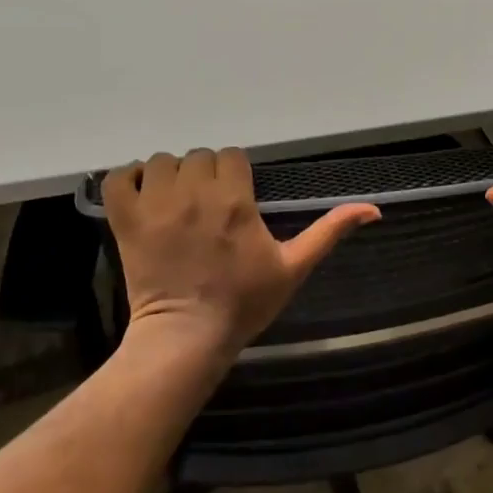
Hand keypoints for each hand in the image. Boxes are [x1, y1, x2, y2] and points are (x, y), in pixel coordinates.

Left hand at [102, 148, 379, 360]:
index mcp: (235, 201)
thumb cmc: (244, 303)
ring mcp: (156, 206)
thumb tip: (373, 208)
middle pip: (199, 156)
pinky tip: (143, 195)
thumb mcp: (293, 267)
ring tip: (177, 203)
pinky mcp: (126, 221)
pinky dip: (129, 180)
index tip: (236, 199)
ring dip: (171, 176)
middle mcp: (194, 194)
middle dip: (207, 175)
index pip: (232, 155)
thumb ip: (329, 231)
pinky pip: (119, 178)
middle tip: (209, 207)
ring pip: (161, 161)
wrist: (188, 336)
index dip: (235, 174)